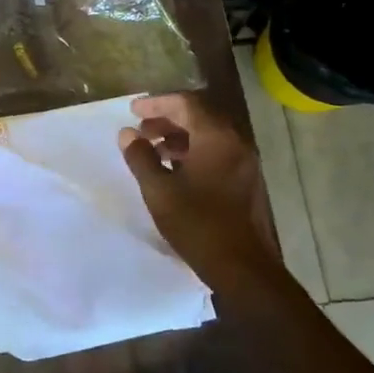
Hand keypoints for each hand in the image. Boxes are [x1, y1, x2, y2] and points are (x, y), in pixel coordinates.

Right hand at [119, 94, 281, 290]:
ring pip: (209, 136)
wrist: (243, 268)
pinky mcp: (246, 182)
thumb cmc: (197, 224)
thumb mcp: (159, 190)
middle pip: (199, 117)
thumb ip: (141, 157)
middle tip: (141, 130)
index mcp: (216, 138)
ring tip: (153, 151)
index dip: (157, 104)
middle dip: (167, 119)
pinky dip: (194, 152)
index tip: (133, 110)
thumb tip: (127, 134)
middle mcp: (235, 143)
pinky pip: (217, 153)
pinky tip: (174, 171)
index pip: (186, 104)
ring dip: (180, 137)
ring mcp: (244, 163)